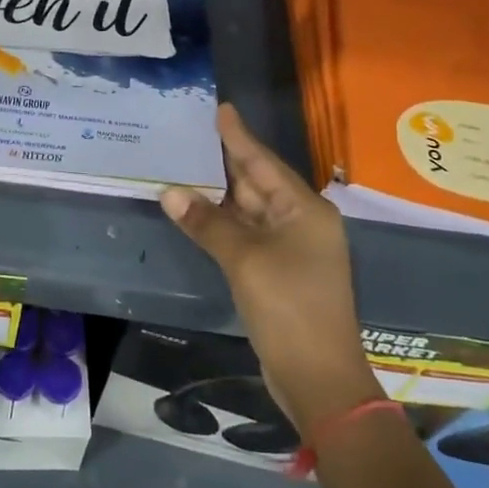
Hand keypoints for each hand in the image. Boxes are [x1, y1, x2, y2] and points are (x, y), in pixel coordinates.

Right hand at [160, 105, 380, 429]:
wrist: (319, 378)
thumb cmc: (289, 308)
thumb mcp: (245, 260)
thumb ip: (207, 223)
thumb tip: (170, 191)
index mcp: (305, 210)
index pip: (264, 162)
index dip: (239, 136)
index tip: (220, 109)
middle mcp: (301, 222)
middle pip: (257, 183)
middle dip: (225, 161)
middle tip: (191, 134)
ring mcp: (291, 249)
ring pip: (250, 210)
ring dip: (219, 194)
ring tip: (185, 165)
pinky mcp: (278, 272)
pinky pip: (246, 235)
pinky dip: (222, 223)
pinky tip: (197, 211)